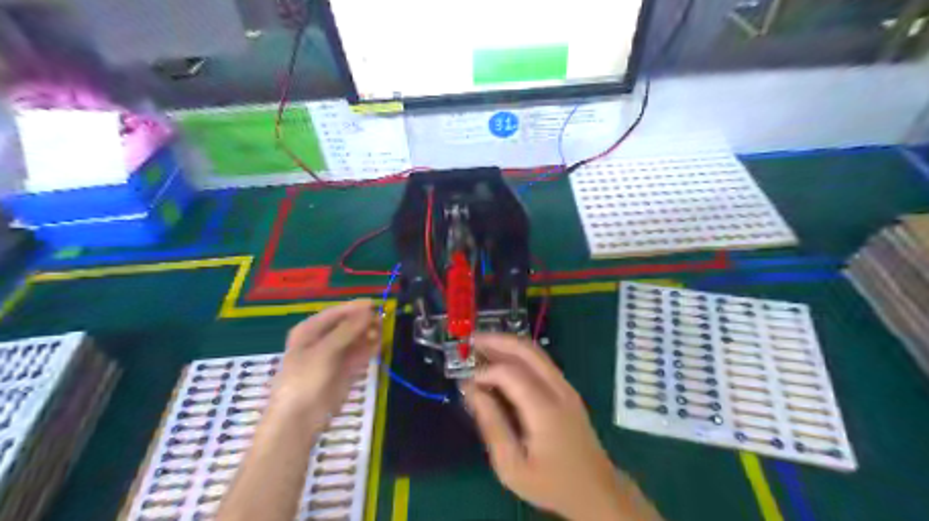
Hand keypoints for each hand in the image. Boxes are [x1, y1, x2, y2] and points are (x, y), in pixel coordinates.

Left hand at [271, 302, 377, 427]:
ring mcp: (334, 356)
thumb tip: (368, 310)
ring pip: (355, 339)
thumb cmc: (305, 378)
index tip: (375, 304)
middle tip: (381, 321)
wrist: (299, 418)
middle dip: (363, 322)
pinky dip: (369, 349)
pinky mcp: (345, 370)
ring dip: (368, 335)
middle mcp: (322, 340)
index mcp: (309, 331)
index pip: (335, 313)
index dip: (355, 308)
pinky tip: (379, 345)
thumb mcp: (325, 350)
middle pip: (347, 325)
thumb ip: (348, 329)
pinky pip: (360, 354)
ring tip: (381, 334)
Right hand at [464, 334, 660, 519]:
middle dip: (496, 341)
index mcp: (545, 409)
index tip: (466, 382)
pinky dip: (518, 354)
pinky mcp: (567, 390)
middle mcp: (558, 389)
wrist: (596, 491)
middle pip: (526, 351)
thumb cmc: (551, 483)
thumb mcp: (512, 466)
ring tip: (481, 345)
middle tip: (470, 341)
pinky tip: (502, 360)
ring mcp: (566, 387)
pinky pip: (541, 362)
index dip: (485, 372)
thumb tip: (471, 390)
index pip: (510, 373)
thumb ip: (491, 424)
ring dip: (507, 344)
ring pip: (535, 352)